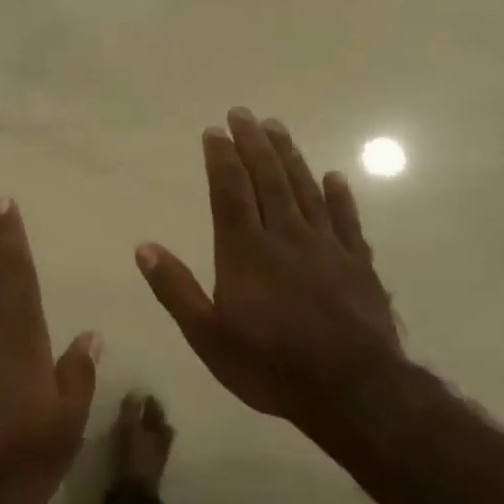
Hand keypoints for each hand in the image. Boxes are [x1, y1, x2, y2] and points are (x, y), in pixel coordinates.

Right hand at [136, 109, 403, 425]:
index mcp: (245, 252)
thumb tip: (144, 247)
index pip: (230, 192)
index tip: (214, 131)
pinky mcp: (359, 265)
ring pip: (306, 190)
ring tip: (278, 128)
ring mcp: (326, 248)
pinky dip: (340, 196)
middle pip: (269, 180)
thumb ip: (176, 289)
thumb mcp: (207, 336)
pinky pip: (348, 221)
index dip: (221, 159)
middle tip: (244, 113)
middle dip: (254, 144)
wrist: (353, 391)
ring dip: (290, 157)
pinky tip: (335, 176)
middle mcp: (285, 238)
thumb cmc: (270, 364)